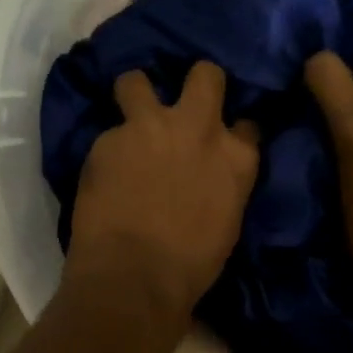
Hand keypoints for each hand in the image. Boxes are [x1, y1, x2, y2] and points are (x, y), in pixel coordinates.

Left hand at [67, 62, 259, 323]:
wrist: (135, 277)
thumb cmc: (191, 265)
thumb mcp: (228, 220)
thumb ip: (224, 182)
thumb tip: (211, 173)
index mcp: (237, 157)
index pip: (248, 123)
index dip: (233, 128)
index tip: (224, 137)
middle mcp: (199, 128)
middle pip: (206, 75)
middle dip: (197, 81)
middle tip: (182, 102)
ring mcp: (150, 127)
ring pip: (136, 80)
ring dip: (134, 93)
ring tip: (129, 115)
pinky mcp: (108, 139)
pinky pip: (108, 131)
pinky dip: (108, 148)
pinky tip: (104, 170)